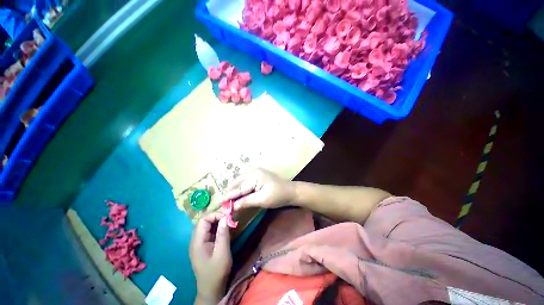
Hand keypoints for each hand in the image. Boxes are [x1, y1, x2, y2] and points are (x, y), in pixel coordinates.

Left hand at [190, 213, 231, 303]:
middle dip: (217, 216)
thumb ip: (223, 234)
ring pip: (206, 225)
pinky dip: (217, 227)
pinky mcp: (203, 245)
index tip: (227, 217)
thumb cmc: (216, 272)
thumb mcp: (222, 253)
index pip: (203, 220)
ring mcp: (199, 243)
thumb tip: (225, 217)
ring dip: (217, 221)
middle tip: (229, 218)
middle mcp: (195, 240)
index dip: (215, 215)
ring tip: (228, 222)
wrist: (211, 289)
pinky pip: (209, 231)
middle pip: (204, 221)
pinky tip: (224, 229)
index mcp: (197, 242)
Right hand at [221, 168, 295, 210]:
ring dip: (234, 189)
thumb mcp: (262, 200)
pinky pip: (245, 181)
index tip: (218, 202)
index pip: (240, 187)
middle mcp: (254, 171)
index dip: (229, 195)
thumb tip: (232, 206)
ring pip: (240, 180)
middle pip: (238, 181)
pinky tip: (237, 193)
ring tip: (227, 199)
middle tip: (222, 202)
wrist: (290, 191)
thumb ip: (246, 201)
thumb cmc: (278, 196)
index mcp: (256, 176)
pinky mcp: (258, 175)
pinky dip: (240, 187)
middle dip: (230, 191)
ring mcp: (256, 172)